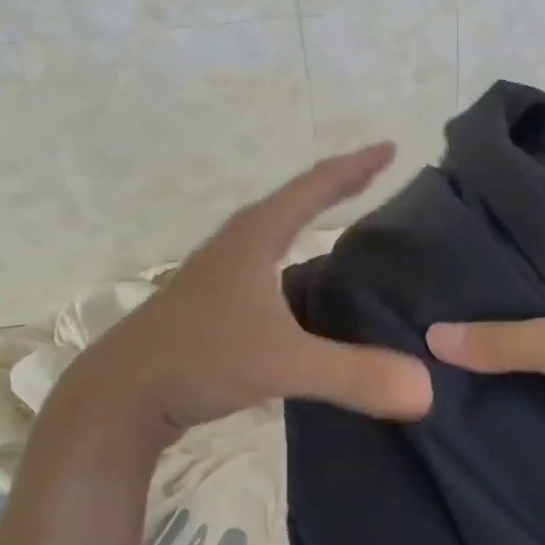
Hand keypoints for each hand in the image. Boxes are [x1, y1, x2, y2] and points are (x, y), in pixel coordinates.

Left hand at [62, 144, 432, 449]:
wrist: (117, 397)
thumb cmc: (199, 359)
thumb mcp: (282, 365)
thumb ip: (354, 375)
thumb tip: (427, 387)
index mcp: (256, 236)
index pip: (314, 187)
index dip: (355, 166)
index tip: (390, 148)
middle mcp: (238, 243)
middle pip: (295, 201)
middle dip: (337, 185)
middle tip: (376, 174)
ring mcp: (220, 272)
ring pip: (276, 231)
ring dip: (311, 219)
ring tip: (346, 219)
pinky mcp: (211, 302)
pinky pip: (267, 263)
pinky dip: (295, 257)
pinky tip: (305, 284)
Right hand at [427, 228, 544, 487]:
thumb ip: (499, 340)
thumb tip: (431, 337)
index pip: (537, 232)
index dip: (492, 247)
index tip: (445, 262)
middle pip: (543, 270)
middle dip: (501, 289)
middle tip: (445, 300)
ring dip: (521, 320)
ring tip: (462, 325)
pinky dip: (541, 343)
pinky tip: (502, 354)